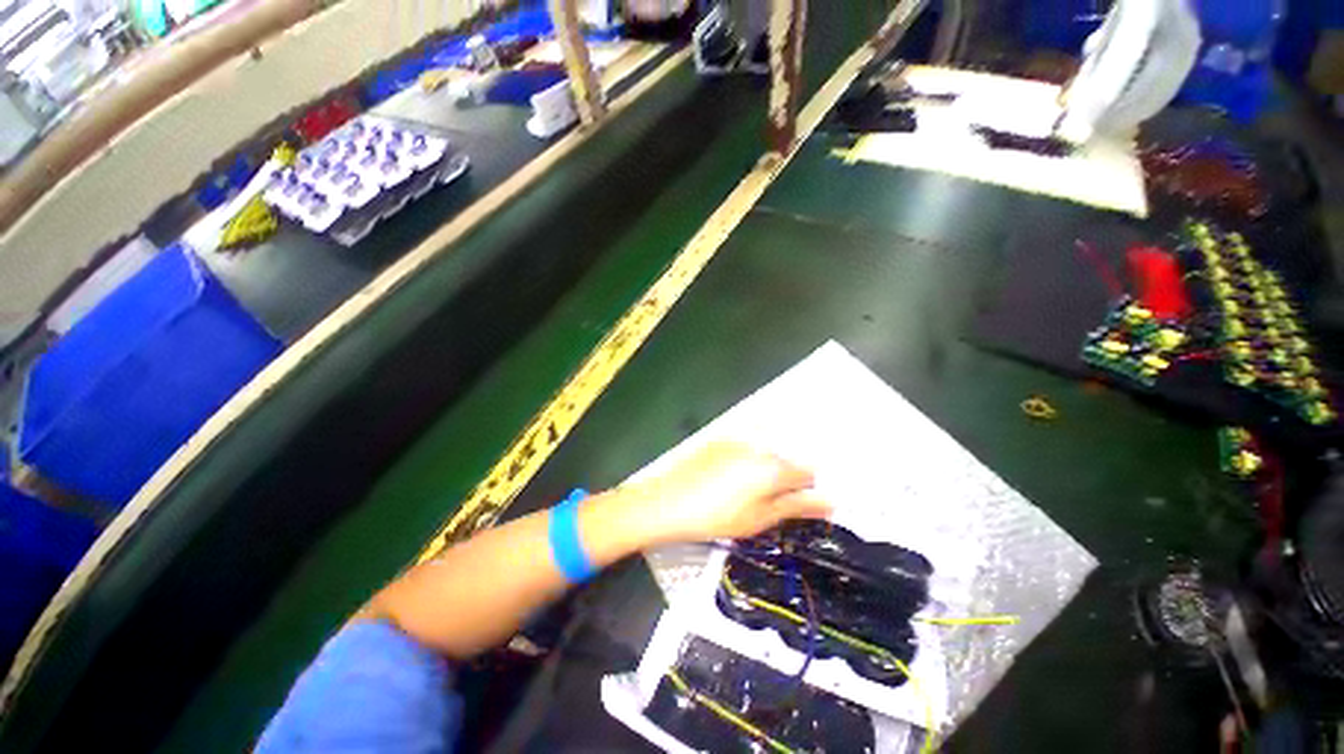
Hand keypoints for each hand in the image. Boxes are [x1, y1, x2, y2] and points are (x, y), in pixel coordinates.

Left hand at [617, 441, 831, 546]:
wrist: (664, 505)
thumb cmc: (716, 518)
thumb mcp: (760, 519)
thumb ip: (797, 507)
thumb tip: (832, 502)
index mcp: (776, 467)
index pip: (809, 475)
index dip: (805, 495)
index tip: (791, 512)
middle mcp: (762, 446)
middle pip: (788, 462)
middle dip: (786, 482)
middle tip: (765, 508)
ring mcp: (738, 440)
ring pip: (766, 455)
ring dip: (765, 473)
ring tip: (742, 499)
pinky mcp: (717, 441)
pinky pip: (745, 450)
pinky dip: (745, 465)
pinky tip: (725, 486)